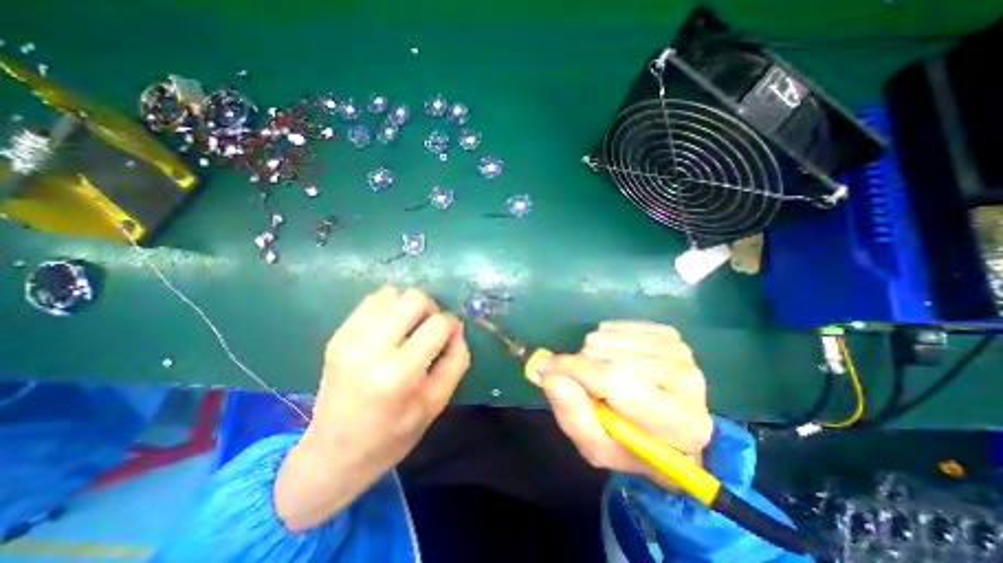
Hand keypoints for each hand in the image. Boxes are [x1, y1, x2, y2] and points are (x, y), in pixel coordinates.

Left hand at [270, 288, 465, 528]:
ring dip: (409, 306)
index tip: (451, 334)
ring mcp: (350, 337)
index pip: (439, 324)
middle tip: (431, 328)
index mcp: (399, 372)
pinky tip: (392, 328)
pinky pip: (372, 301)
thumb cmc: (393, 434)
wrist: (334, 453)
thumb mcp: (437, 403)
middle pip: (414, 298)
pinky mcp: (338, 334)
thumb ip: (456, 360)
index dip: (452, 324)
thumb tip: (457, 329)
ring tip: (410, 327)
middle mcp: (372, 347)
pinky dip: (390, 307)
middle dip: (432, 308)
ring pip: (392, 293)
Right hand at [537, 322, 706, 483]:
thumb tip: (548, 374)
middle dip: (582, 366)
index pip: (613, 380)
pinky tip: (615, 358)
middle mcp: (686, 380)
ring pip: (608, 336)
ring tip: (601, 374)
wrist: (671, 430)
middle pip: (607, 355)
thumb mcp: (597, 447)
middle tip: (584, 384)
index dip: (572, 369)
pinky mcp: (669, 333)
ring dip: (592, 353)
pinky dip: (605, 339)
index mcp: (678, 423)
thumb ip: (572, 415)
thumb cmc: (633, 445)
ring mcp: (679, 351)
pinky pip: (615, 325)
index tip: (543, 366)